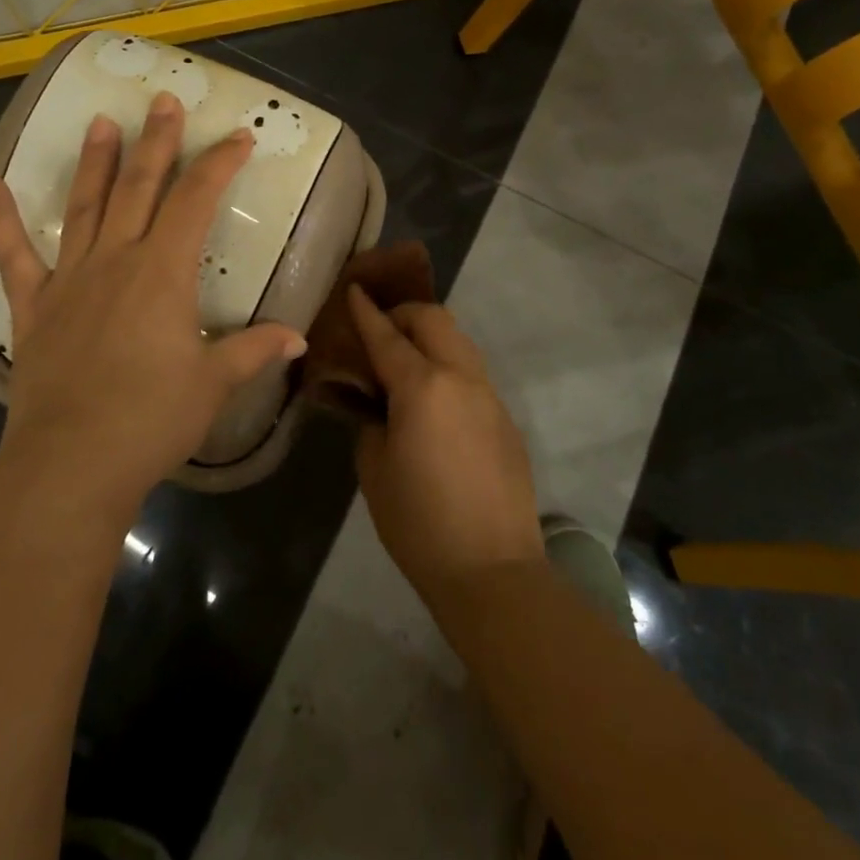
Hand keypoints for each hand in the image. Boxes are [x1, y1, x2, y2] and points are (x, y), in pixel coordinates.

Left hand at [0, 91, 307, 521]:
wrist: (73, 463)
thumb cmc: (151, 420)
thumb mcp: (213, 384)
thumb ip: (254, 350)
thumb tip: (299, 339)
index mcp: (164, 272)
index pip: (197, 200)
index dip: (219, 164)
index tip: (238, 137)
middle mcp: (117, 260)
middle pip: (140, 187)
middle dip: (158, 141)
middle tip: (163, 100)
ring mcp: (70, 278)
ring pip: (85, 205)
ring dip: (95, 161)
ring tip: (102, 120)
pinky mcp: (33, 305)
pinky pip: (13, 254)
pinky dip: (0, 218)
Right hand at [349, 286, 542, 602]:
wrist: (492, 570)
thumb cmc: (419, 522)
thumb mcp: (374, 468)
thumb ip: (372, 420)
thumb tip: (378, 404)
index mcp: (423, 386)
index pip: (387, 335)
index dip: (366, 311)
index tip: (353, 289)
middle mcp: (461, 378)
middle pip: (434, 320)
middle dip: (404, 314)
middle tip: (379, 331)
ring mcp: (489, 396)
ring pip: (459, 342)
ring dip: (430, 337)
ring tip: (405, 361)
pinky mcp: (505, 419)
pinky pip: (472, 374)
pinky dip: (448, 367)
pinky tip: (433, 401)